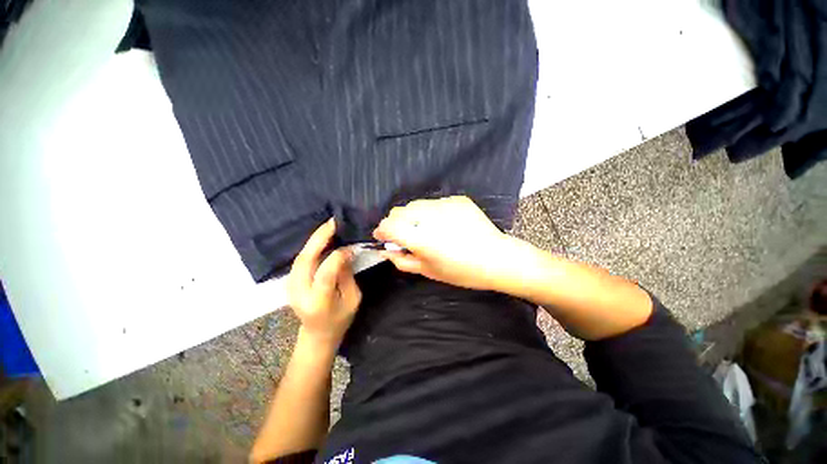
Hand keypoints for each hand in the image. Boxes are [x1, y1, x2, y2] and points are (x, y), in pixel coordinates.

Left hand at [288, 219, 361, 348]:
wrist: (317, 334)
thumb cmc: (340, 320)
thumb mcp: (352, 300)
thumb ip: (347, 275)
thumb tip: (346, 252)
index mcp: (319, 301)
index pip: (324, 274)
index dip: (337, 257)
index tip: (349, 247)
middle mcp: (300, 293)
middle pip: (305, 260)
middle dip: (319, 238)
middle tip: (333, 222)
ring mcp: (290, 287)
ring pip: (300, 257)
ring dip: (314, 240)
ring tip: (329, 227)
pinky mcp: (290, 282)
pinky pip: (300, 259)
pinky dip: (310, 247)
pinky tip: (321, 239)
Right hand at [373, 196, 519, 290]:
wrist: (497, 258)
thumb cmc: (461, 271)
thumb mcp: (428, 271)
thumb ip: (402, 261)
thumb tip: (386, 251)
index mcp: (421, 238)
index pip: (389, 225)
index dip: (381, 231)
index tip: (382, 236)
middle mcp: (430, 216)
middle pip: (399, 211)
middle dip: (395, 222)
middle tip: (404, 235)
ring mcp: (445, 204)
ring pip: (416, 205)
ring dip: (412, 216)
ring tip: (424, 229)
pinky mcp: (457, 200)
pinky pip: (435, 203)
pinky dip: (431, 213)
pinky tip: (443, 225)